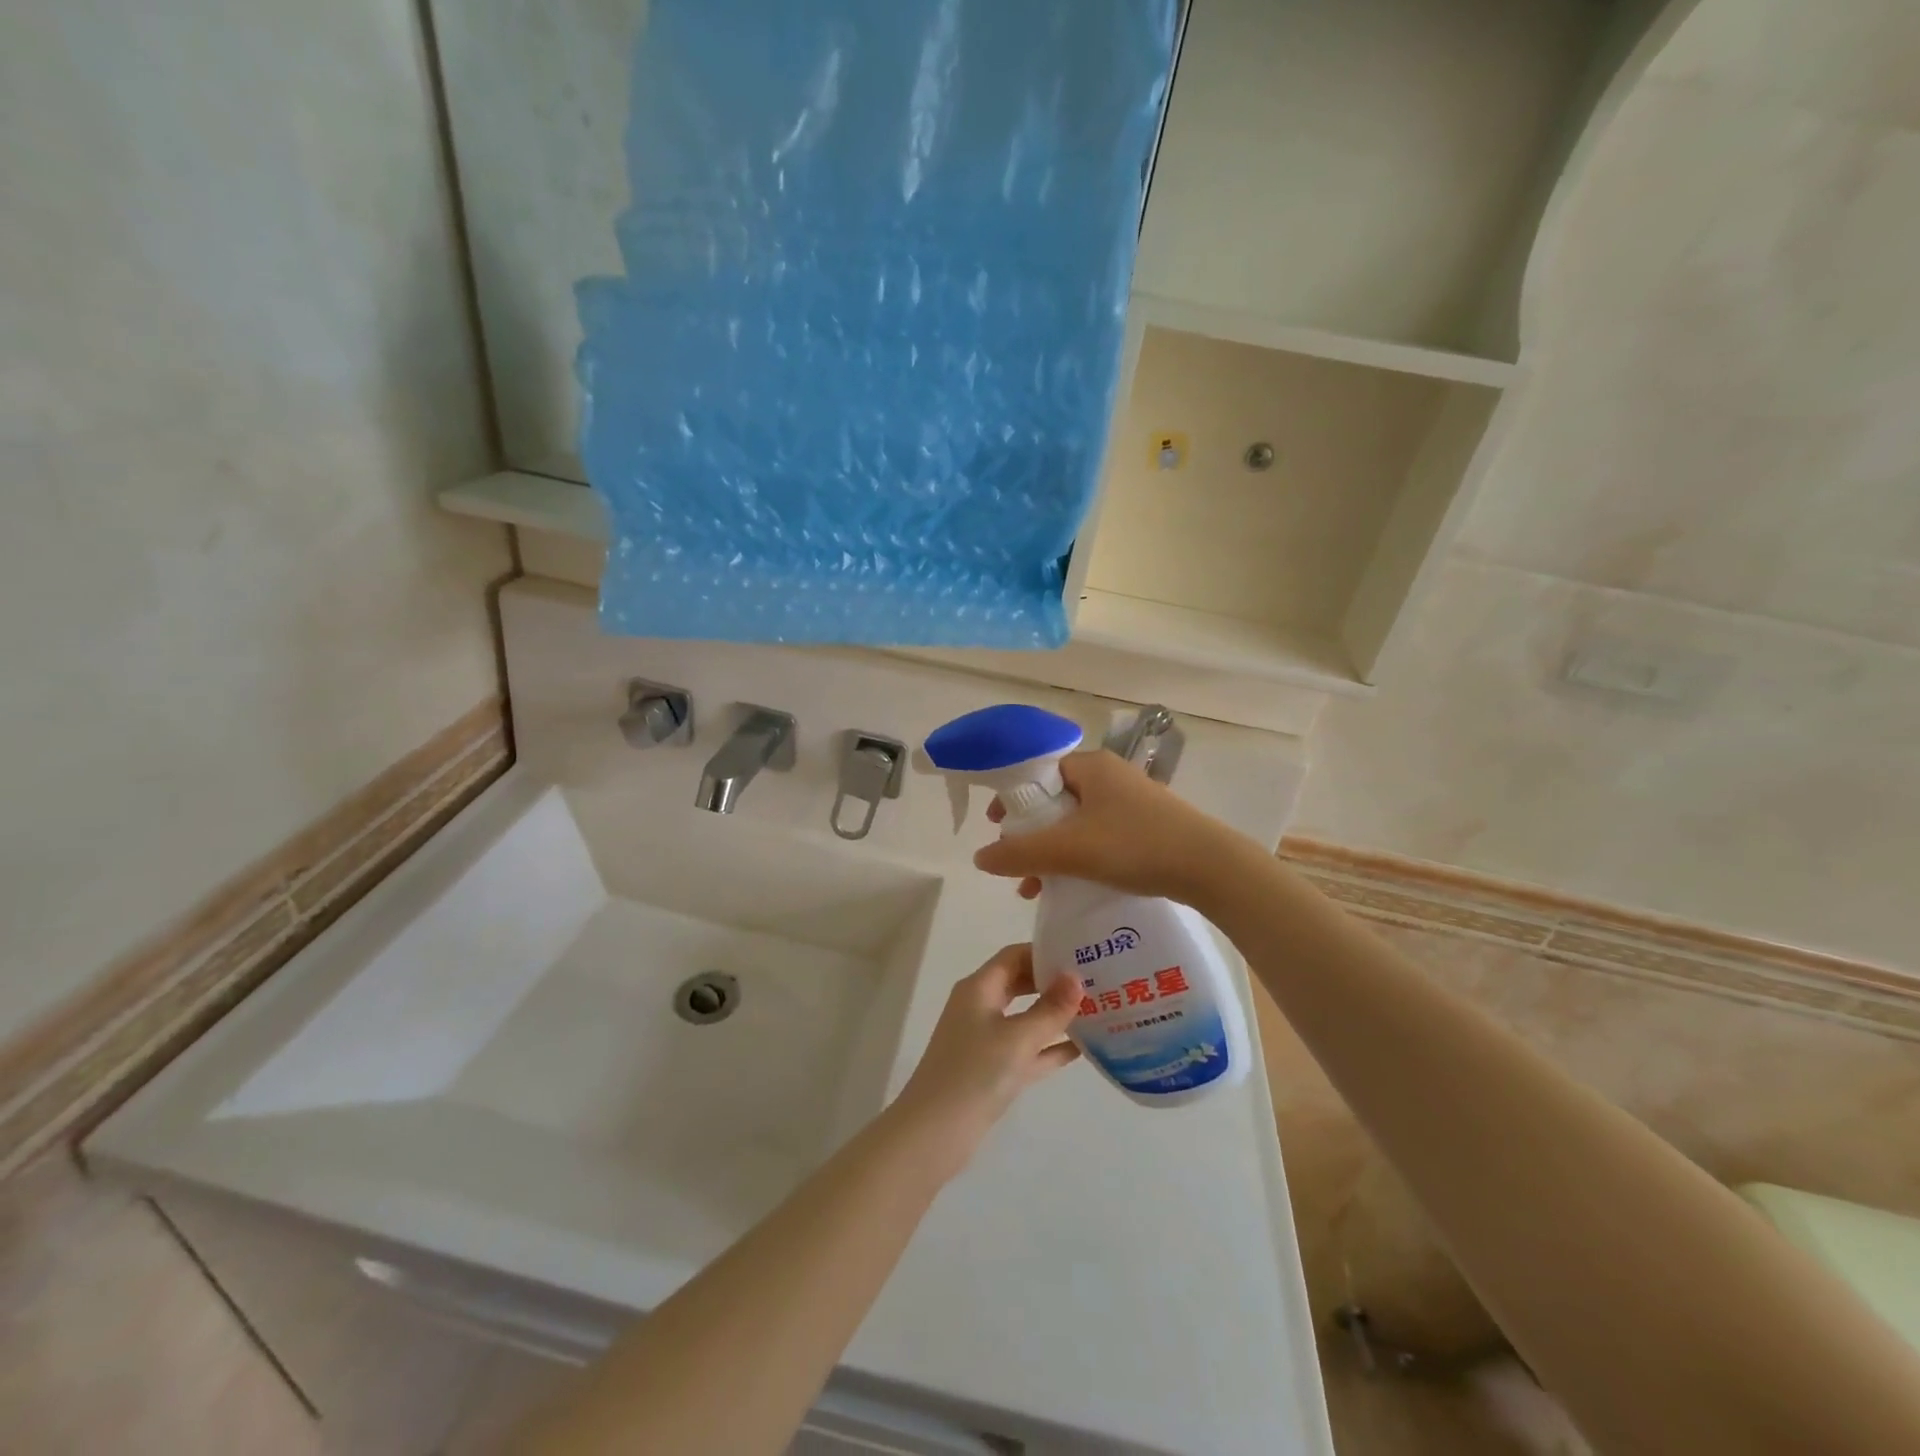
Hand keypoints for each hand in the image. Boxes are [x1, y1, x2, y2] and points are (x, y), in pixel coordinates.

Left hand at [891, 944, 1080, 1172]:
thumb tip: (1076, 977)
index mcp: (979, 988)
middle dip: (1054, 983)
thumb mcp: (1018, 1038)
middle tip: (1096, 981)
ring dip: (1056, 1016)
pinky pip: (1027, 1050)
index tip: (1081, 955)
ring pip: (1027, 1018)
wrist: (935, 1134)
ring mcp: (986, 1040)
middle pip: (1021, 984)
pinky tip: (1083, 1048)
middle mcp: (981, 1007)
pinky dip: (1050, 1047)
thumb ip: (1050, 1009)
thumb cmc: (974, 1073)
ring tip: (1098, 1010)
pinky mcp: (993, 1070)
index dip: (1045, 953)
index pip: (1014, 956)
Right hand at [975, 750, 1242, 907]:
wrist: (1211, 868)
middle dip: (1030, 834)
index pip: (1038, 772)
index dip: (1013, 798)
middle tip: (1014, 861)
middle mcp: (1110, 776)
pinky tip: (1071, 888)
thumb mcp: (1069, 850)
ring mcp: (1132, 802)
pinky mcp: (1147, 826)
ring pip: (1077, 823)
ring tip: (1034, 888)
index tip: (996, 826)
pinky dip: (1079, 857)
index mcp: (1091, 766)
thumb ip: (1020, 853)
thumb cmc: (1135, 845)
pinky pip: (1099, 837)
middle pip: (1055, 800)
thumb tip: (979, 857)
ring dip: (1052, 852)